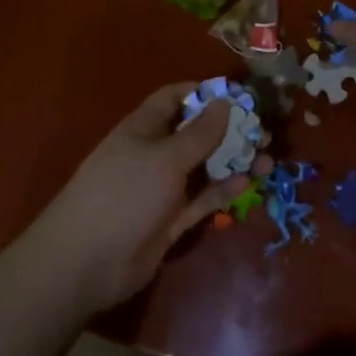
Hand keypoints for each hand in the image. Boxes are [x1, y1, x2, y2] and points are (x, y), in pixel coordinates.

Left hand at [27, 82, 258, 313]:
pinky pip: (202, 198)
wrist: (86, 262)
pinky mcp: (171, 220)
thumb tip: (224, 102)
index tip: (238, 94)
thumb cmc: (124, 194)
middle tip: (263, 132)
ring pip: (204, 167)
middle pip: (196, 133)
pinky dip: (224, 191)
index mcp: (144, 128)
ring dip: (234, 162)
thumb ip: (199, 133)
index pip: (175, 98)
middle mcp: (154, 153)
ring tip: (268, 160)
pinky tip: (248, 184)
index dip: (203, 92)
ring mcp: (163, 188)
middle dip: (229, 131)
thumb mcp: (165, 158)